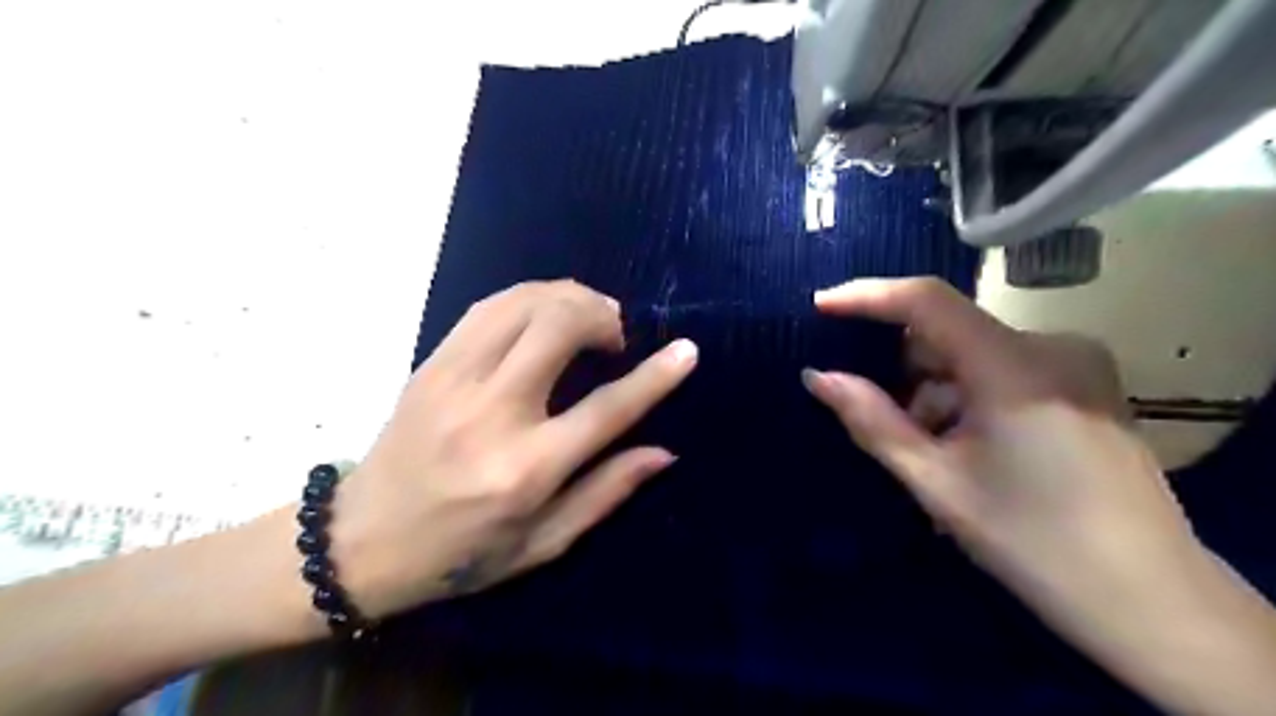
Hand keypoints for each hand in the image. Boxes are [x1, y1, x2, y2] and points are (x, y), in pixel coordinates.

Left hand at [326, 280, 694, 621]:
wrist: (360, 542)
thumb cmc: (461, 553)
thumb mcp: (542, 543)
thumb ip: (606, 492)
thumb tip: (663, 451)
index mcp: (527, 469)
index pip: (607, 409)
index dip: (655, 376)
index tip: (686, 350)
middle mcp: (492, 414)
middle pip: (558, 328)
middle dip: (601, 316)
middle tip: (614, 335)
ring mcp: (454, 380)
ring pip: (522, 304)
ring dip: (567, 297)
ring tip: (587, 316)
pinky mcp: (431, 364)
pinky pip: (487, 307)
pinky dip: (528, 297)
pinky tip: (544, 312)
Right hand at [801, 278, 1202, 650]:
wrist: (1148, 599)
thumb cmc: (1031, 540)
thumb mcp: (935, 481)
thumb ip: (871, 420)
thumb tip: (817, 376)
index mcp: (1014, 366)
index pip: (927, 301)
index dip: (868, 296)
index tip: (821, 306)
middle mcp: (1051, 347)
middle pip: (950, 331)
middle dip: (902, 365)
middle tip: (875, 412)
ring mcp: (1076, 364)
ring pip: (974, 354)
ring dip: (935, 387)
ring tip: (925, 447)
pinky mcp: (1086, 384)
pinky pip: (1003, 370)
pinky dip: (968, 396)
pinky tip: (964, 446)